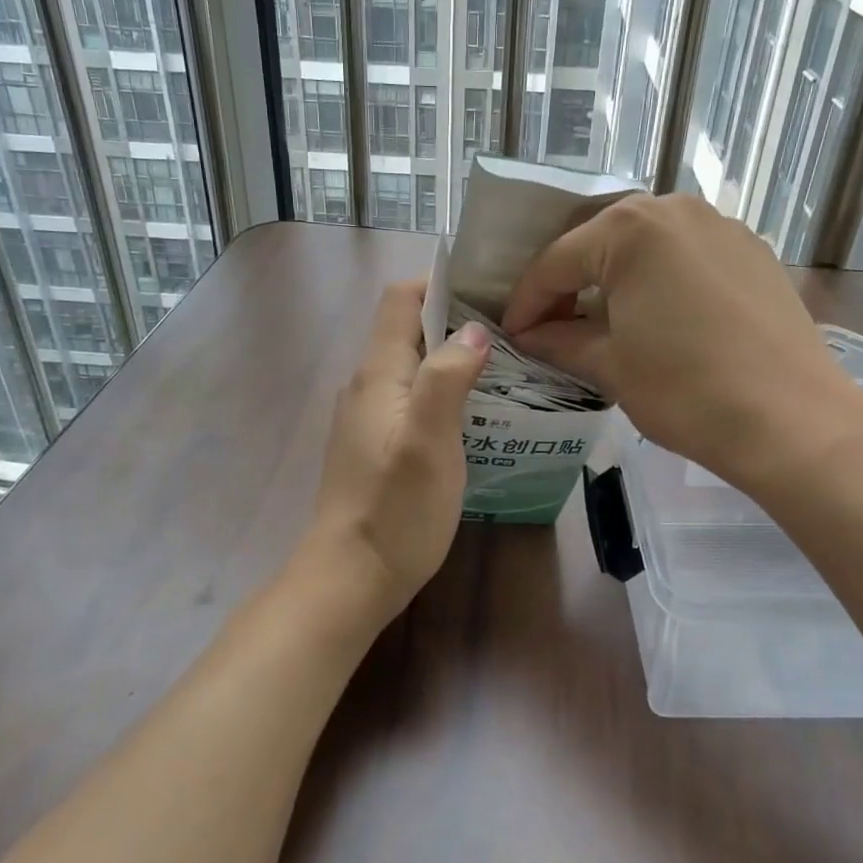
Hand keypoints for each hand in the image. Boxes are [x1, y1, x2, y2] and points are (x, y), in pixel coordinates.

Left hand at [310, 280, 490, 619]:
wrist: (350, 579)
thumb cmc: (395, 509)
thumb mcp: (429, 440)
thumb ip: (447, 377)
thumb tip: (473, 329)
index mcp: (378, 374)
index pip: (400, 299)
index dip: (440, 284)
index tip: (489, 290)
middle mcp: (367, 386)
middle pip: (408, 329)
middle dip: (456, 321)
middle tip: (512, 332)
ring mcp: (368, 417)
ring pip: (412, 366)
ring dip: (452, 358)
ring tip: (504, 369)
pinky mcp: (375, 445)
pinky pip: (411, 398)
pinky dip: (442, 391)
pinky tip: (475, 414)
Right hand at [501, 194, 862, 496]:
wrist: (792, 420)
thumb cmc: (686, 391)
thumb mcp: (610, 365)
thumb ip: (560, 340)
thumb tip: (529, 335)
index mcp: (629, 229)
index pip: (557, 262)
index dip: (526, 301)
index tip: (511, 333)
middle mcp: (673, 209)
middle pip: (600, 242)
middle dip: (570, 282)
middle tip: (551, 324)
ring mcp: (719, 225)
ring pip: (646, 244)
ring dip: (615, 277)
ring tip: (601, 319)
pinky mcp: (752, 249)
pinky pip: (686, 254)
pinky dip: (660, 277)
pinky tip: (658, 315)